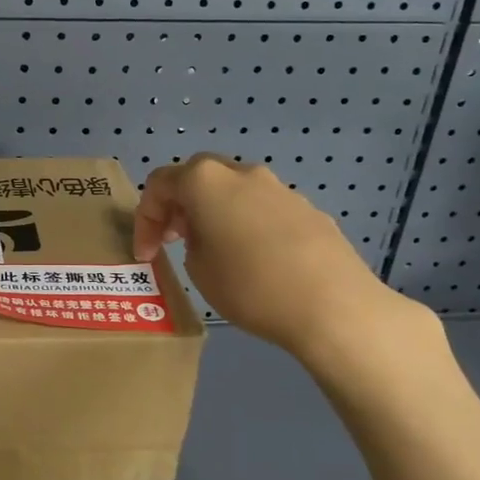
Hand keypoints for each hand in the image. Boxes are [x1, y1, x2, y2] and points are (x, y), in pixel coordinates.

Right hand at [133, 153, 439, 386]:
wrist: (333, 306)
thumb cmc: (250, 286)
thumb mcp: (198, 269)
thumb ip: (191, 241)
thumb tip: (206, 233)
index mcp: (206, 180)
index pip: (160, 184)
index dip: (145, 220)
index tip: (147, 255)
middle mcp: (242, 172)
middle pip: (198, 176)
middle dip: (180, 206)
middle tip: (174, 240)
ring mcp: (280, 188)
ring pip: (234, 191)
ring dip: (215, 213)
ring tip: (214, 251)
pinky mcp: (308, 209)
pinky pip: (263, 209)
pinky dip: (247, 225)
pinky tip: (255, 261)